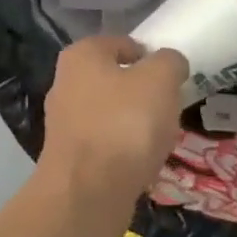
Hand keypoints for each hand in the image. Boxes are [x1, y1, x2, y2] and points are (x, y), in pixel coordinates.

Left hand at [40, 36, 187, 203]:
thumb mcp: (160, 80)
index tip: (172, 78)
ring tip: (159, 137)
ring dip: (134, 122)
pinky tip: (141, 162)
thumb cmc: (125, 123)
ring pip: (110, 112)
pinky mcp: (68, 156)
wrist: (88, 192)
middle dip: (142, 92)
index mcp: (82, 55)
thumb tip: (170, 62)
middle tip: (168, 107)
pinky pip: (105, 142)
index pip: (123, 44)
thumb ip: (169, 62)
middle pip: (115, 79)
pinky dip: (124, 149)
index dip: (150, 57)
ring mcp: (63, 121)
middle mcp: (65, 82)